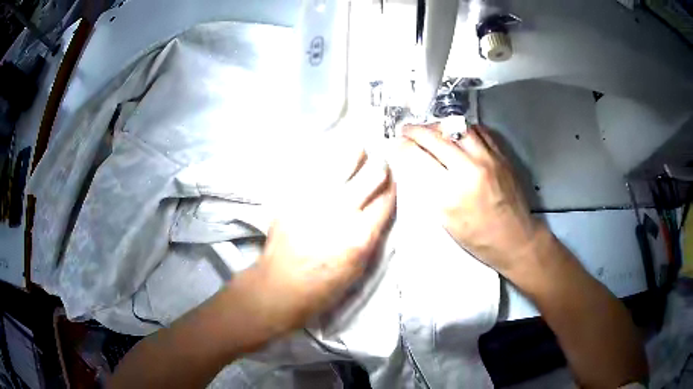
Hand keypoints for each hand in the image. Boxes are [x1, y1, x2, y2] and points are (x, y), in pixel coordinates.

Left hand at [250, 149, 395, 332]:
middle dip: (380, 165)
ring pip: (345, 159)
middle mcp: (340, 211)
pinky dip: (329, 161)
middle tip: (378, 164)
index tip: (391, 181)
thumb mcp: (359, 267)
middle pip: (372, 172)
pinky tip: (331, 164)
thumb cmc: (322, 285)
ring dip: (356, 154)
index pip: (387, 197)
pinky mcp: (294, 194)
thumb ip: (372, 233)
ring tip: (357, 153)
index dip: (392, 185)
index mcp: (360, 235)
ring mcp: (315, 199)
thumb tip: (379, 206)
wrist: (280, 285)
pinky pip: (317, 166)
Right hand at [392, 123, 542, 274]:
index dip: (402, 147)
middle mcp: (470, 169)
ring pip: (456, 126)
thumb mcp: (445, 220)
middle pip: (435, 137)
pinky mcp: (501, 155)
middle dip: (415, 130)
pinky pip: (478, 130)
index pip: (418, 158)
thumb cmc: (477, 238)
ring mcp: (488, 158)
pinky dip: (461, 128)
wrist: (515, 238)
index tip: (395, 144)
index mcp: (451, 193)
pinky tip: (455, 133)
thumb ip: (427, 189)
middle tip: (405, 131)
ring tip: (429, 129)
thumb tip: (411, 164)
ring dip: (437, 125)